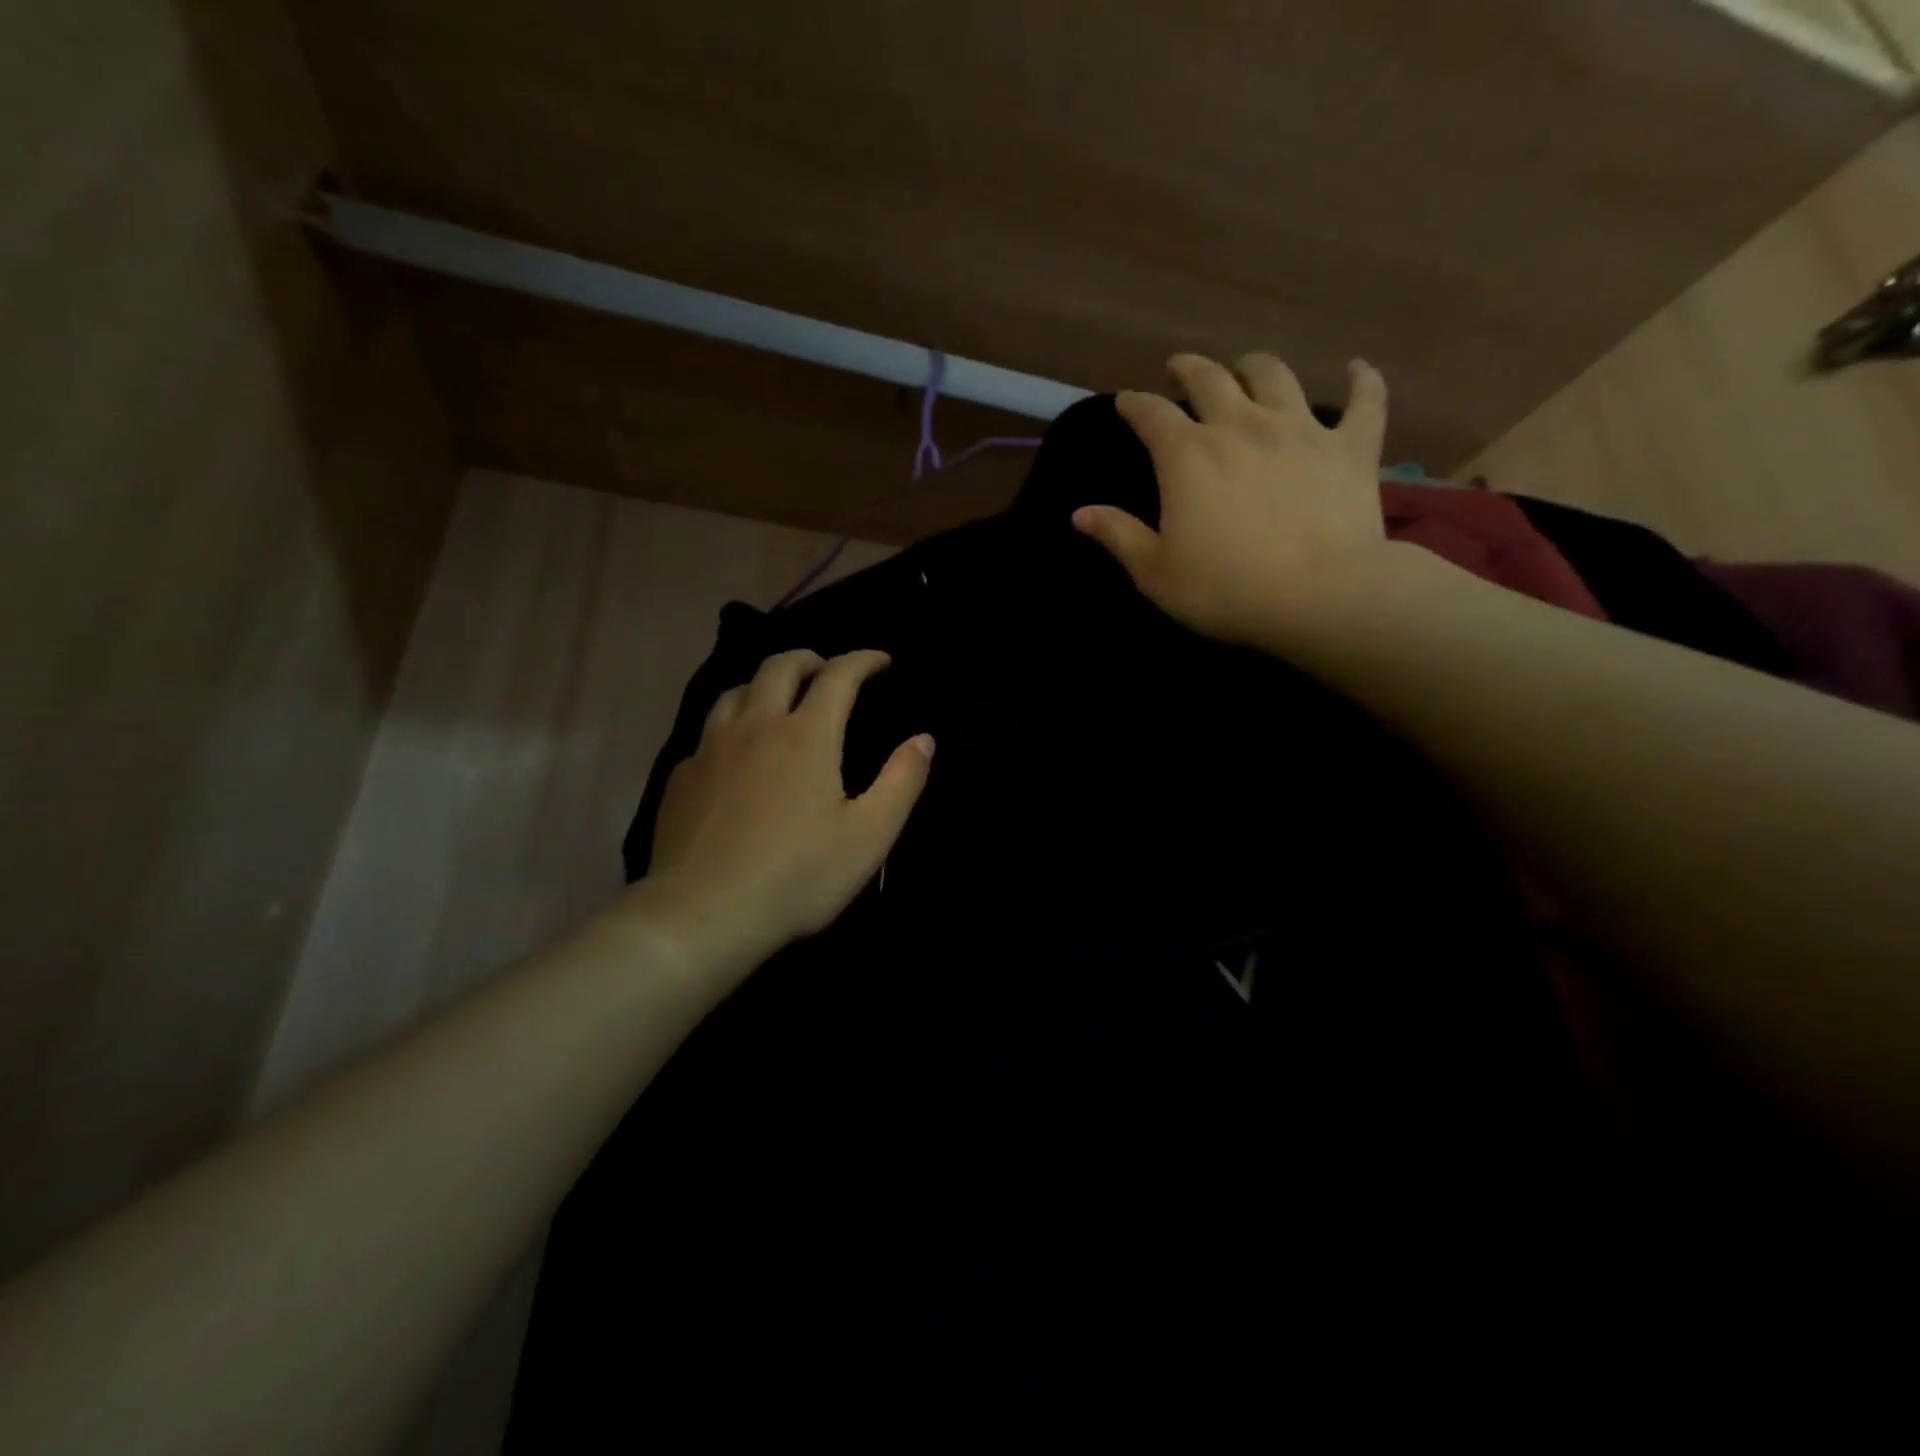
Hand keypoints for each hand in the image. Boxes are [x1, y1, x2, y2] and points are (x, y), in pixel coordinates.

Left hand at [638, 649, 933, 974]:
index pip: (838, 675)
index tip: (881, 661)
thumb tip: (923, 739)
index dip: (863, 660)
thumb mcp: (869, 836)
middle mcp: (756, 727)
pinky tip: (736, 753)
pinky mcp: (682, 776)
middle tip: (827, 670)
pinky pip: (708, 732)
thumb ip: (901, 781)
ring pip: (735, 691)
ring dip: (765, 683)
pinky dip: (732, 725)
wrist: (703, 914)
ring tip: (779, 700)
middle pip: (779, 666)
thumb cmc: (798, 876)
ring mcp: (711, 749)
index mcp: (807, 736)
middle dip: (810, 659)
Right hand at [1073, 352, 1402, 648]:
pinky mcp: (1351, 446)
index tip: (1126, 402)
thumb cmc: (1225, 588)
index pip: (1151, 414)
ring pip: (1275, 376)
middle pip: (1211, 379)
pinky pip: (1365, 400)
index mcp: (1187, 455)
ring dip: (1255, 366)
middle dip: (1190, 369)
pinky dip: (1362, 381)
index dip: (1135, 404)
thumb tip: (1079, 513)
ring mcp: (1300, 429)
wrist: (1319, 596)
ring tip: (1247, 368)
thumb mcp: (1155, 571)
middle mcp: (1240, 426)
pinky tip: (1357, 368)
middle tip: (1181, 368)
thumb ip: (1118, 536)